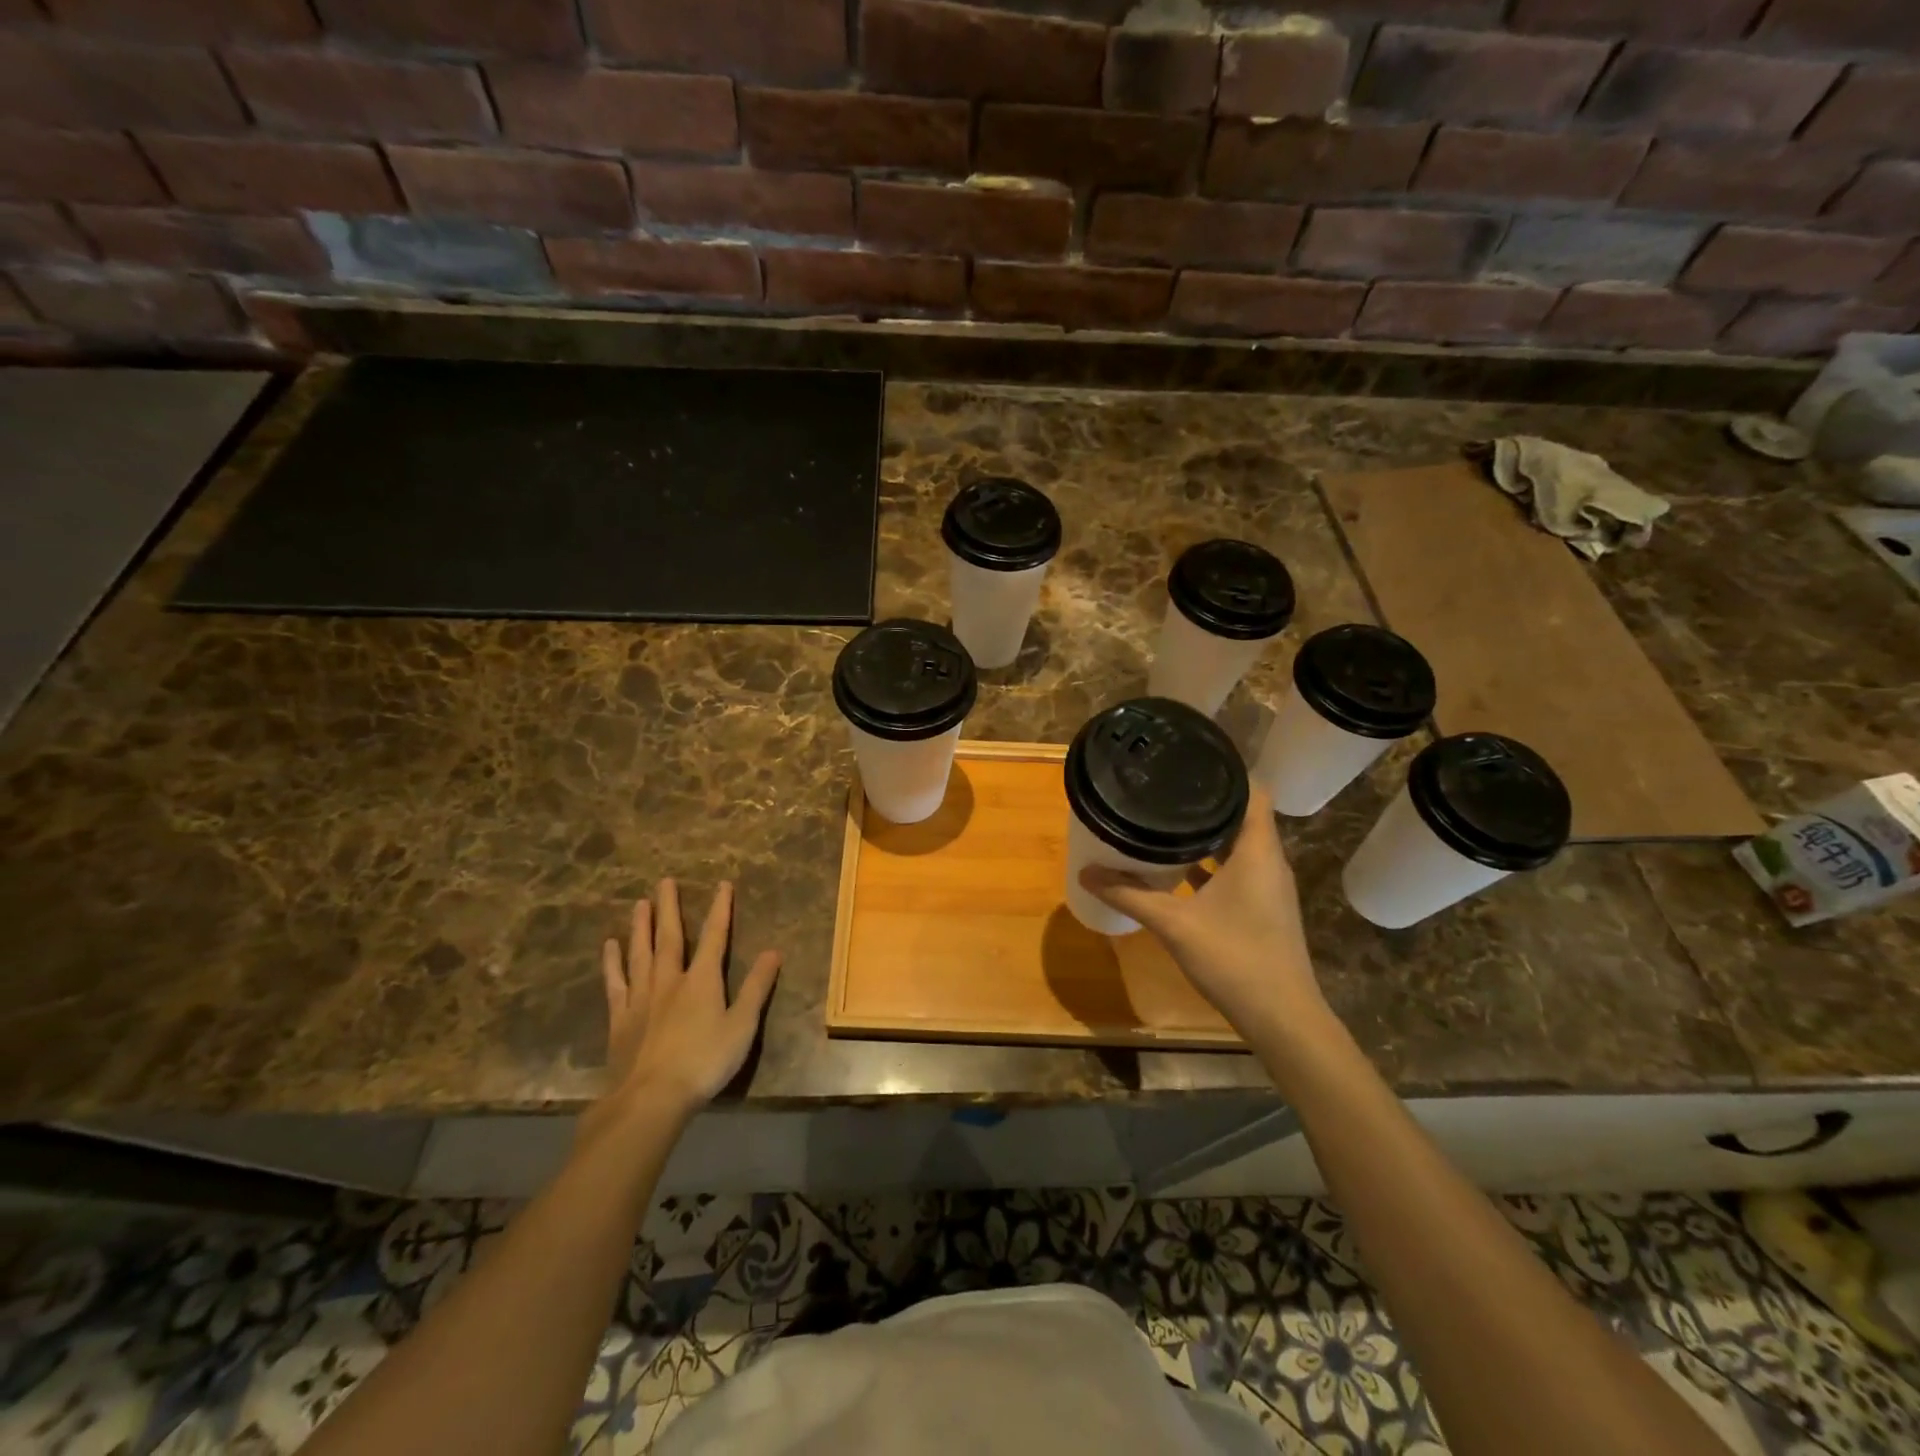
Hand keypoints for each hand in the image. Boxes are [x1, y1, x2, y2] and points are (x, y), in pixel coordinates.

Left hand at [592, 879, 780, 1127]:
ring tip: (639, 903)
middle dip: (669, 908)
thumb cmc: (704, 1062)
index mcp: (702, 980)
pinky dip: (613, 962)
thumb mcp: (742, 1026)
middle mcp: (669, 980)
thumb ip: (757, 988)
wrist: (650, 1097)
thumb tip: (773, 951)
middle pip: (669, 937)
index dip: (720, 910)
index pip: (714, 937)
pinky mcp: (620, 1018)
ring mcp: (641, 997)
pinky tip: (610, 947)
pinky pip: (616, 982)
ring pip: (640, 953)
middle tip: (664, 881)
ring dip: (640, 926)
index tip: (722, 884)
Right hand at [1080, 786, 1329, 1041]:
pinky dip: (1212, 861)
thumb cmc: (1234, 958)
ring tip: (1167, 818)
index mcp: (1257, 850)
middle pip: (1243, 814)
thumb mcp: (1174, 924)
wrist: (1282, 1017)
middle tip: (1166, 787)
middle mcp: (1268, 860)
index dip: (1226, 770)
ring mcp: (1268, 886)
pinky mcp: (1263, 907)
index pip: (1253, 790)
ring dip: (1208, 832)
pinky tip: (1179, 867)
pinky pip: (1237, 868)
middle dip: (1207, 799)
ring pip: (1239, 843)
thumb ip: (1130, 894)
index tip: (1189, 760)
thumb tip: (1086, 873)